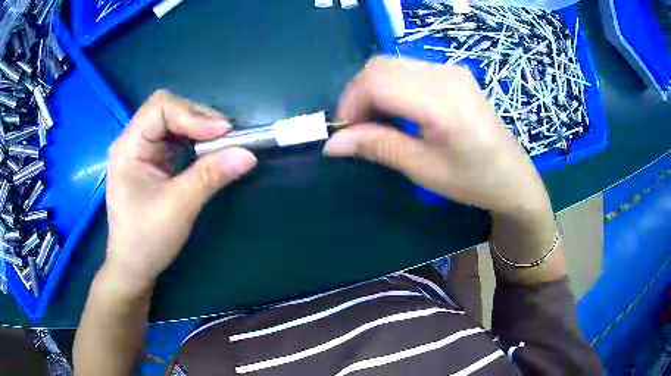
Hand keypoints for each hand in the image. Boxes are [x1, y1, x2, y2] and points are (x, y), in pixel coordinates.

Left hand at [104, 90, 256, 292]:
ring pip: (174, 122)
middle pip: (167, 109)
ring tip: (223, 142)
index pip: (160, 108)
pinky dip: (196, 141)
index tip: (223, 133)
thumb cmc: (146, 240)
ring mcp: (144, 151)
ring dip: (200, 128)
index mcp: (128, 147)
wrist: (134, 268)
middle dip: (198, 117)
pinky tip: (208, 152)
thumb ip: (210, 176)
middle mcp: (134, 142)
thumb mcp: (178, 207)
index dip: (192, 114)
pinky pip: (177, 140)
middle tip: (227, 137)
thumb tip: (249, 154)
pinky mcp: (154, 162)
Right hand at [324, 57, 551, 216]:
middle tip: (358, 129)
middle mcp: (445, 74)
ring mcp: (450, 69)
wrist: (512, 176)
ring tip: (375, 123)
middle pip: (380, 66)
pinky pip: (406, 69)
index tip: (345, 133)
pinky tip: (396, 111)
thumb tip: (332, 143)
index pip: (377, 82)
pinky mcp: (451, 73)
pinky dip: (389, 86)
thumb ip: (378, 147)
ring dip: (372, 90)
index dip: (351, 104)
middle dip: (357, 95)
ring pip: (390, 65)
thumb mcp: (423, 169)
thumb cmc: (473, 180)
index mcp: (442, 100)